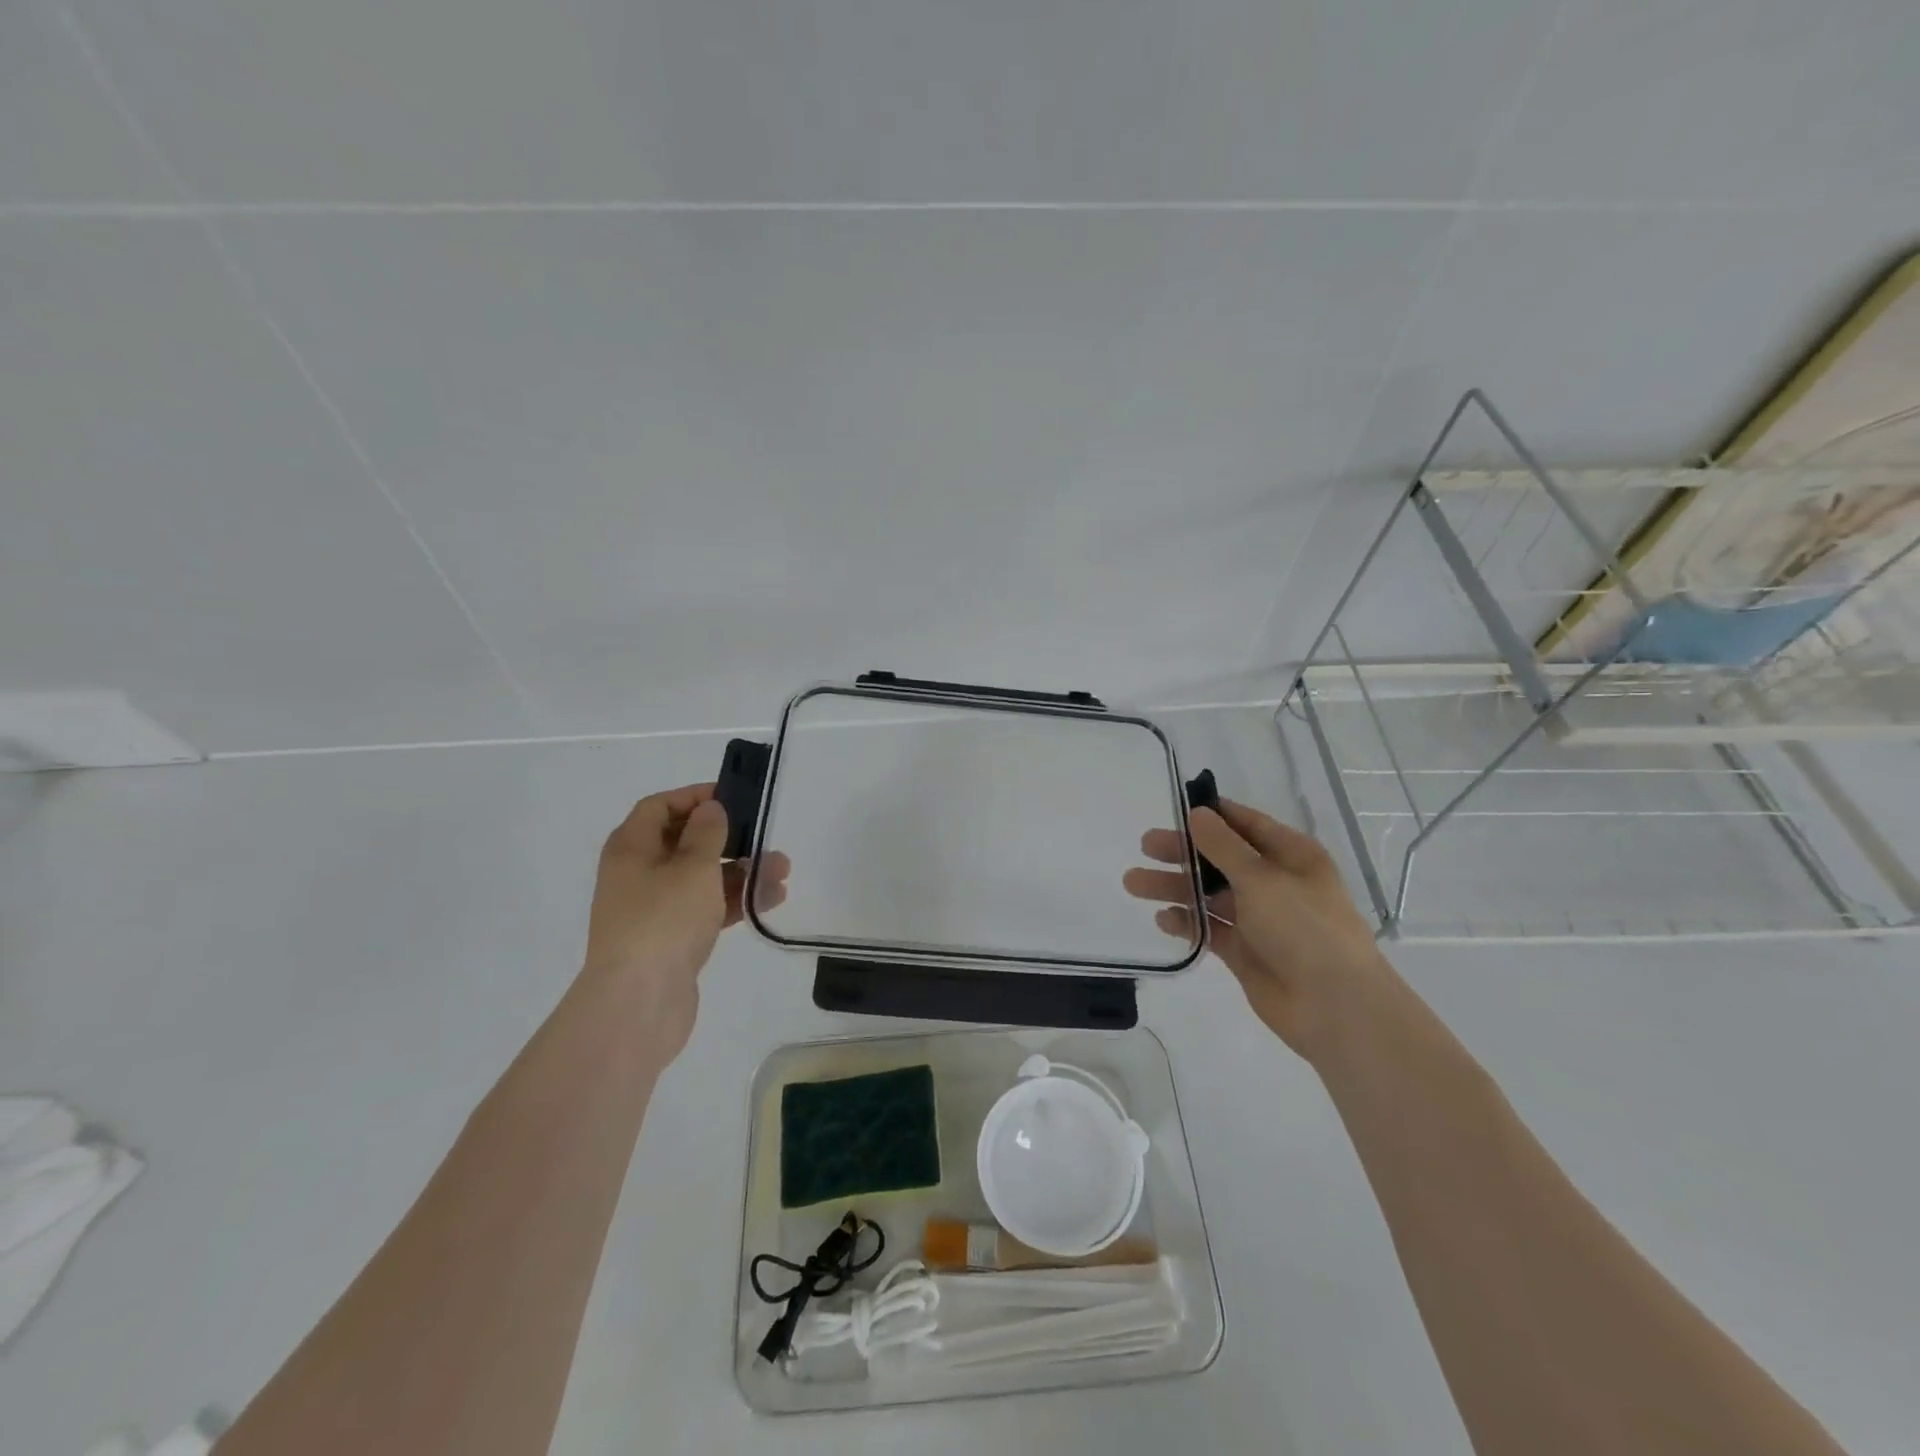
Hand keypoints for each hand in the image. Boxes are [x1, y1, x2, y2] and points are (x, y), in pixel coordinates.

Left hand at [583, 783, 788, 1059]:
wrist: (639, 1003)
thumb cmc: (663, 920)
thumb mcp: (692, 867)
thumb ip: (707, 833)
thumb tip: (710, 809)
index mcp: (631, 849)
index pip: (659, 807)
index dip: (694, 797)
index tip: (733, 798)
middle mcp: (638, 874)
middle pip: (685, 842)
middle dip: (729, 838)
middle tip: (765, 836)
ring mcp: (655, 910)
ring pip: (702, 878)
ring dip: (741, 871)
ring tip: (782, 870)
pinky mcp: (673, 939)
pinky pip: (707, 908)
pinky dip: (735, 901)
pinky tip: (770, 898)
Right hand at [1124, 798, 1398, 1061]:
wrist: (1334, 1006)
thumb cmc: (1305, 928)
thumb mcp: (1262, 878)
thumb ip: (1223, 846)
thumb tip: (1197, 813)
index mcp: (1291, 856)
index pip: (1246, 825)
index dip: (1212, 815)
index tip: (1174, 809)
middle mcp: (1274, 883)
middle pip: (1220, 859)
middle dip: (1183, 852)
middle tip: (1145, 846)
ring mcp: (1259, 919)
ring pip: (1209, 894)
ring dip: (1175, 887)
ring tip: (1134, 884)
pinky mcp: (1244, 951)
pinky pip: (1209, 929)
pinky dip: (1187, 922)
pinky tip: (1163, 919)